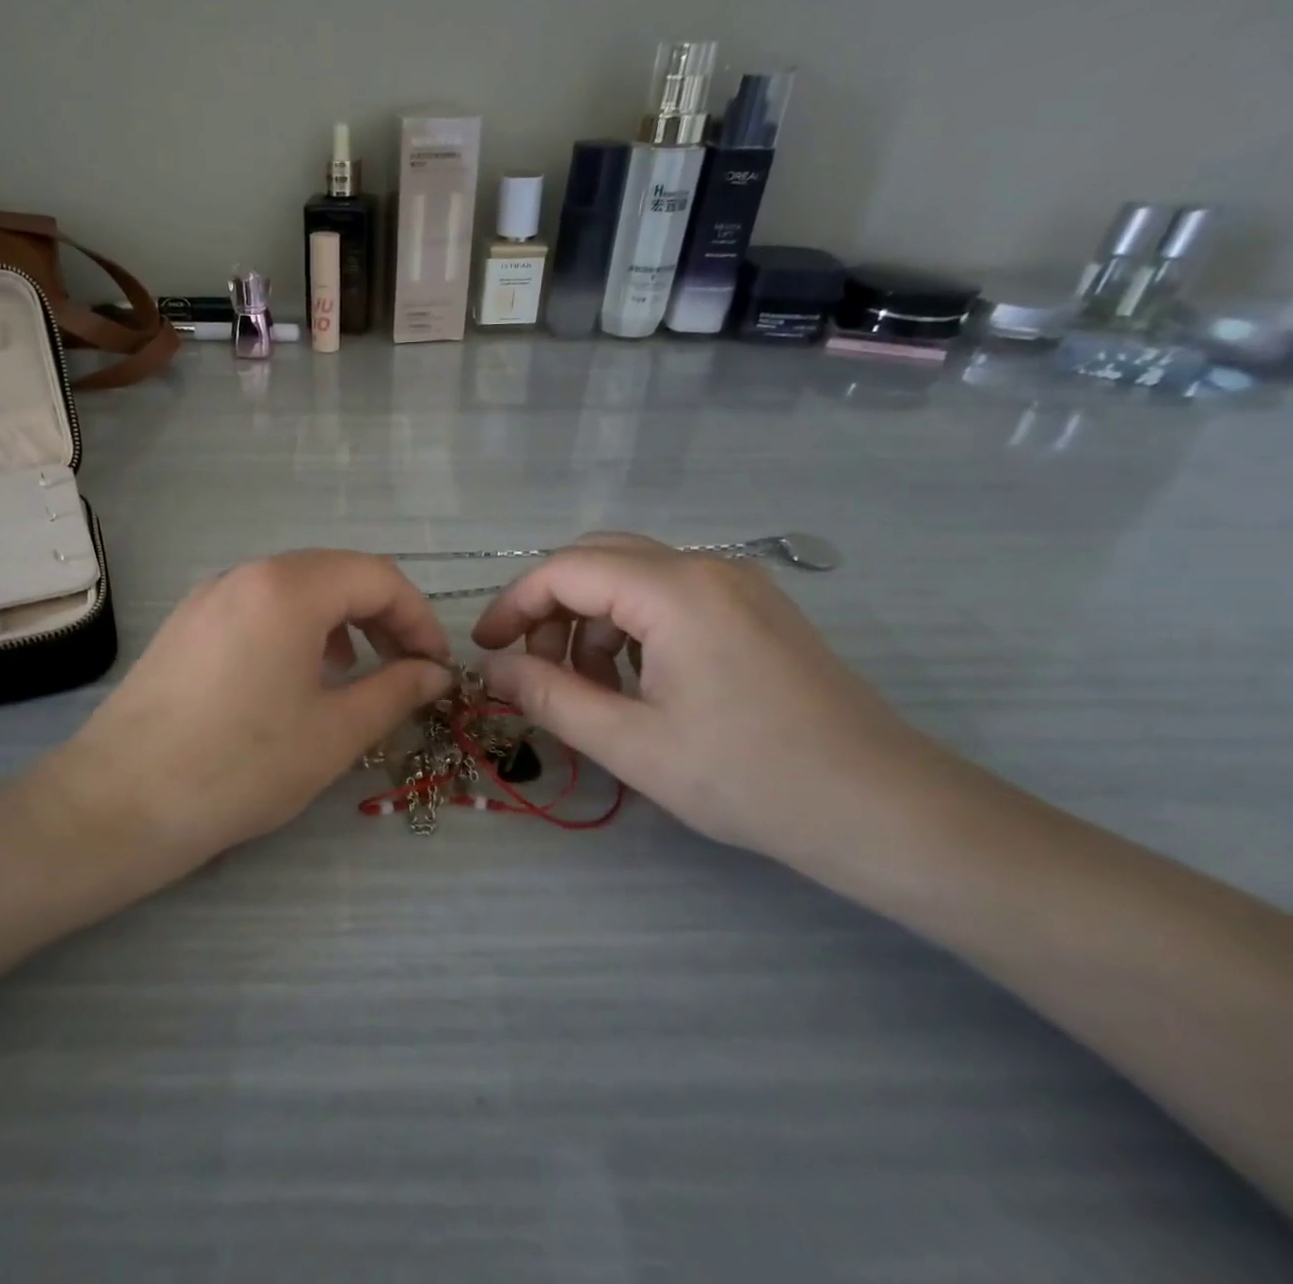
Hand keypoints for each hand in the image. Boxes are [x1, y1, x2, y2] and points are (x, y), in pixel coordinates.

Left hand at [56, 550, 453, 859]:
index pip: (377, 577)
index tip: (436, 667)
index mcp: (288, 588)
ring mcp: (209, 595)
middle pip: (336, 574)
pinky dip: (295, 629)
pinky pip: (257, 607)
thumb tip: (436, 673)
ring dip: (339, 621)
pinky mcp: (186, 623)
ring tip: (352, 673)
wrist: (119, 802)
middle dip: (382, 616)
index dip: (418, 618)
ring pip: (295, 589)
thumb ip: (396, 691)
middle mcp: (246, 574)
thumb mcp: (334, 733)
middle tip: (405, 669)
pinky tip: (294, 677)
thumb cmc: (240, 767)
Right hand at [472, 533, 934, 862]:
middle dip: (551, 608)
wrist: (886, 811)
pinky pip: (671, 596)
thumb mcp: (630, 744)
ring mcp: (738, 584)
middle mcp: (706, 567)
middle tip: (534, 667)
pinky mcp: (756, 608)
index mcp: (674, 590)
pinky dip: (633, 627)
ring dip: (592, 620)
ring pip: (633, 576)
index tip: (486, 649)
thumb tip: (493, 669)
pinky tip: (639, 683)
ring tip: (591, 689)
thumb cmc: (749, 779)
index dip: (513, 604)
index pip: (565, 570)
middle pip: (597, 559)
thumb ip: (549, 697)